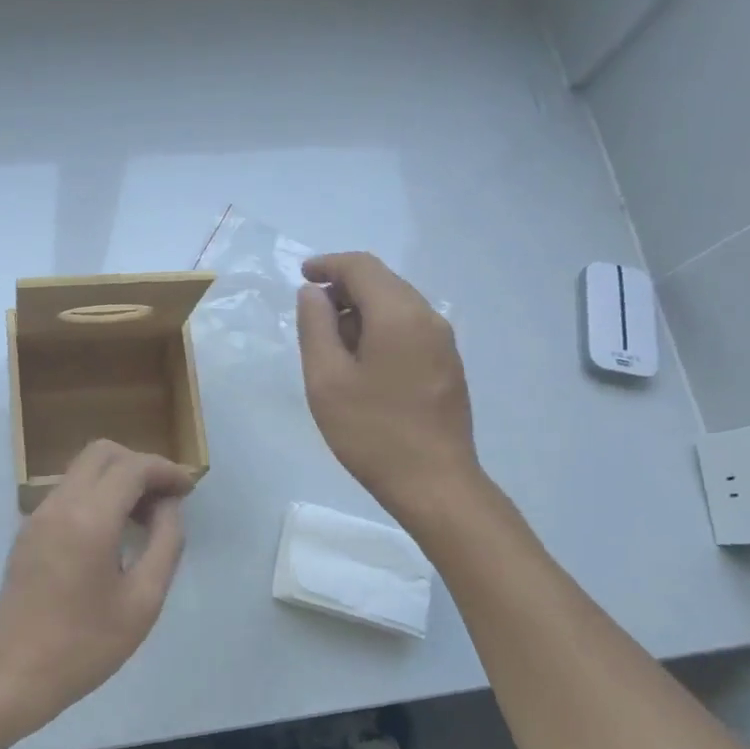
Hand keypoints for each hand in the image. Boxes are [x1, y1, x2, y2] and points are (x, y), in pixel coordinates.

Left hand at [0, 440, 192, 733]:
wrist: (16, 675)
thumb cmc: (86, 645)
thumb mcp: (143, 600)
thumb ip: (165, 543)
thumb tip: (167, 507)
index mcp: (89, 519)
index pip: (132, 467)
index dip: (166, 470)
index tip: (188, 490)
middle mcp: (59, 505)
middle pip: (102, 453)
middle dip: (139, 465)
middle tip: (165, 499)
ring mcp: (38, 516)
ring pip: (82, 470)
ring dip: (116, 479)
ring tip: (144, 518)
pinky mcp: (28, 531)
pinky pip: (67, 493)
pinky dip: (96, 495)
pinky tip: (112, 532)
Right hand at [297, 252, 479, 511]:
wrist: (433, 483)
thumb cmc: (371, 432)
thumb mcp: (326, 379)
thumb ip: (315, 327)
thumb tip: (313, 293)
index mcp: (398, 314)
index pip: (362, 267)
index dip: (328, 265)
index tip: (302, 275)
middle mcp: (428, 318)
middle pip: (383, 282)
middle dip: (344, 288)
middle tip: (311, 315)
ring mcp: (443, 342)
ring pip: (397, 305)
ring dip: (361, 311)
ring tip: (331, 344)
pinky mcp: (447, 366)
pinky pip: (409, 328)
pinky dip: (380, 329)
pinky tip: (361, 362)